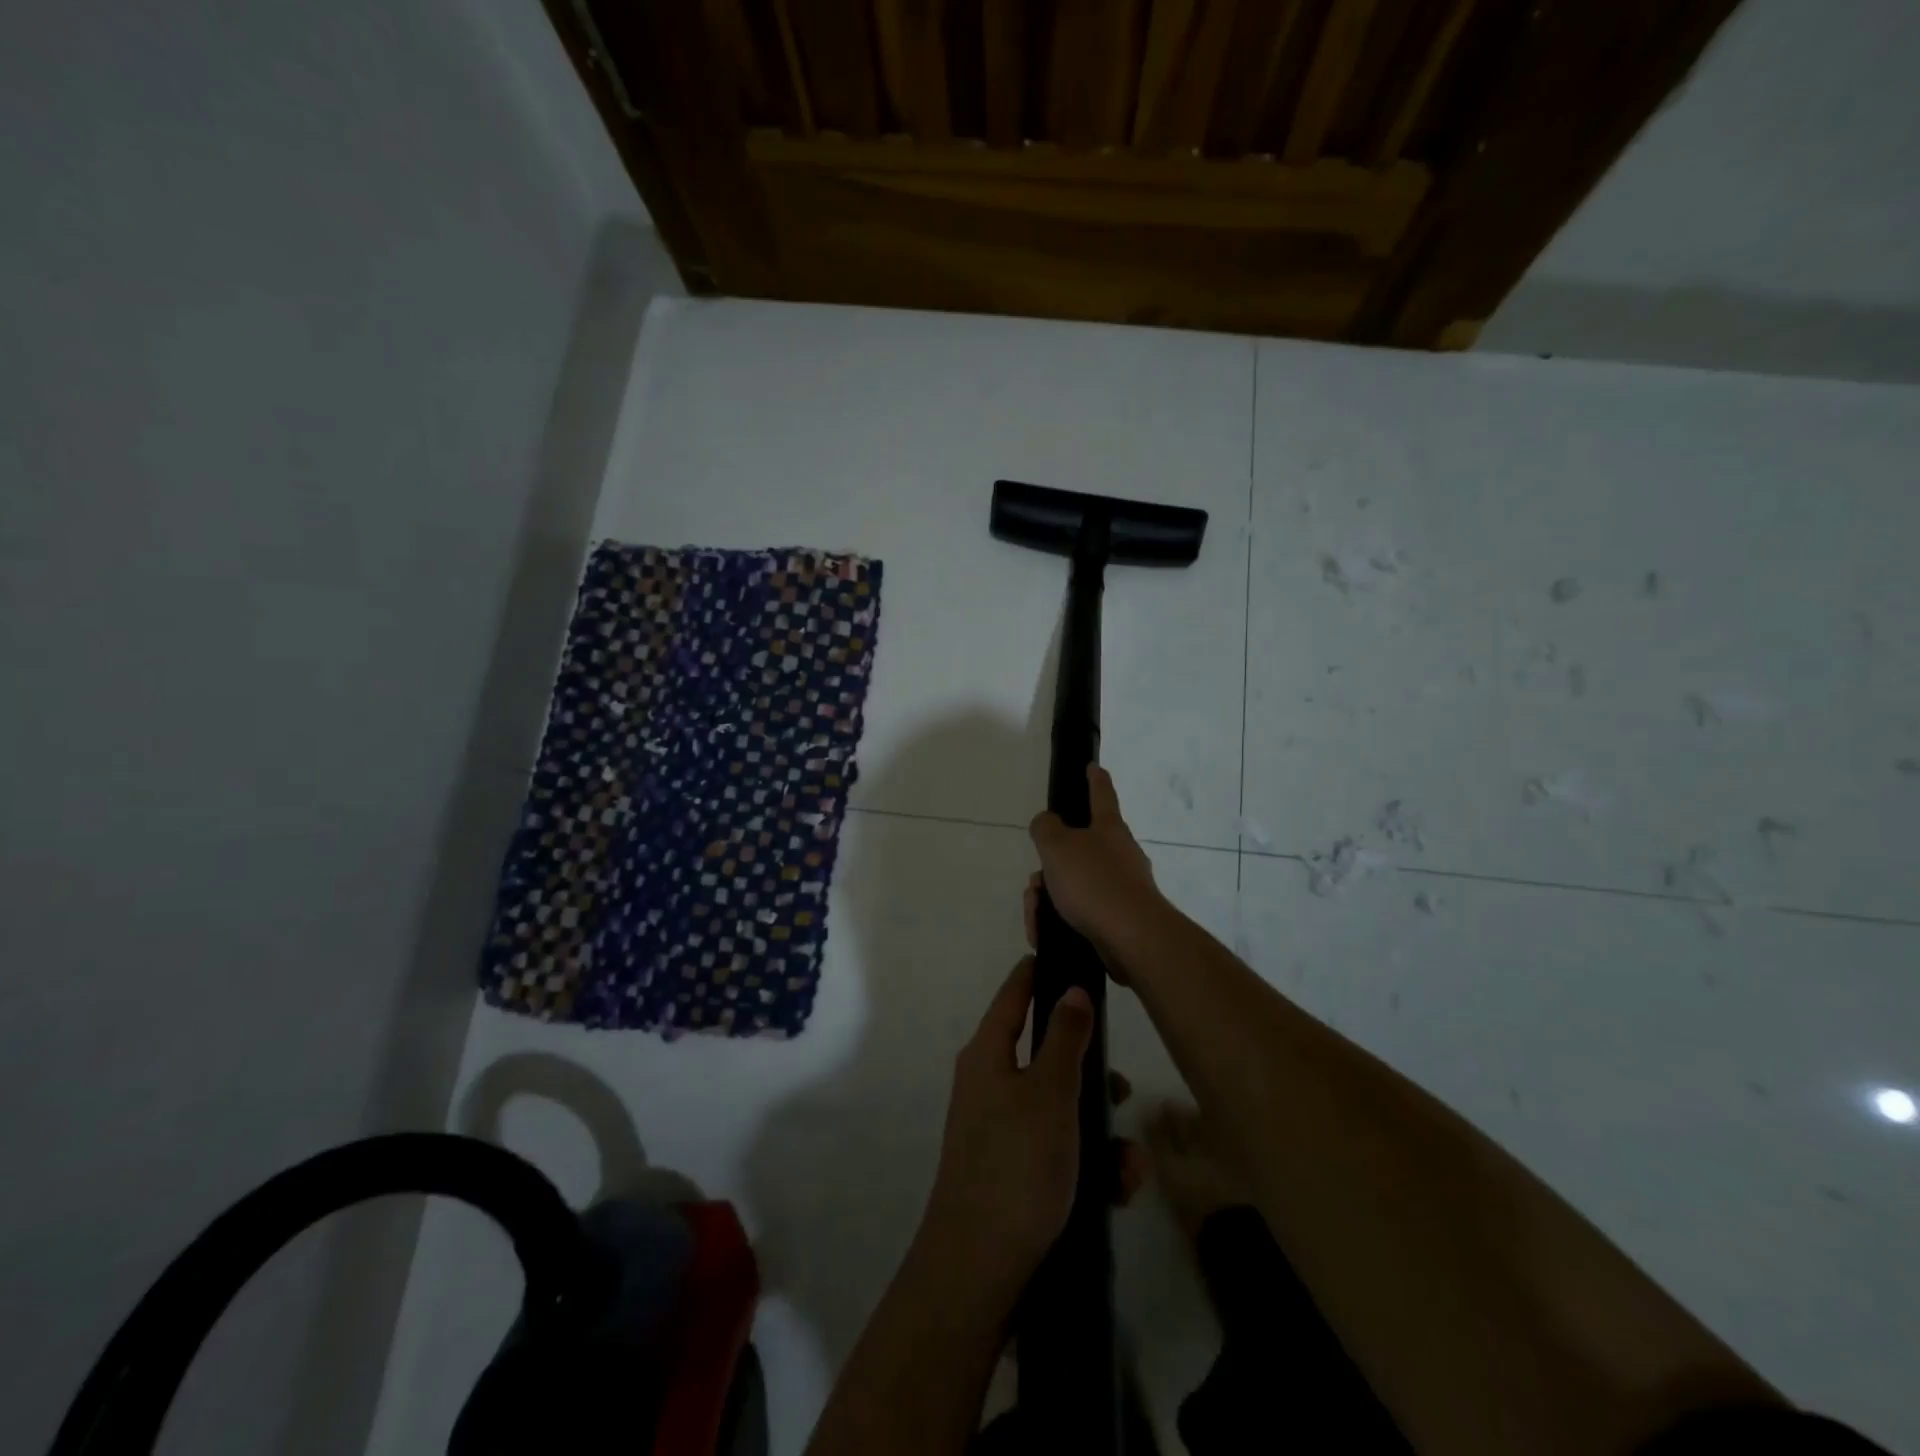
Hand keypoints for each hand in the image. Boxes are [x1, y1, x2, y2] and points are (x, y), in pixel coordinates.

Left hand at [920, 957, 1092, 1297]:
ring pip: (1059, 1108)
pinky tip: (1117, 1189)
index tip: (1069, 957)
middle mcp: (989, 1085)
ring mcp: (999, 1131)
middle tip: (1121, 1088)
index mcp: (988, 1055)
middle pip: (1045, 1056)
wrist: (979, 1272)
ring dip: (1098, 1130)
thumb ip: (1065, 1038)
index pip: (1013, 995)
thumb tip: (1070, 989)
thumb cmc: (1017, 1166)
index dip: (1038, 972)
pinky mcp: (1013, 1172)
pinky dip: (1087, 1163)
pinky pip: (1057, 1150)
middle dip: (1089, 1073)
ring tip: (1130, 1164)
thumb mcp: (1050, 1093)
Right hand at [1027, 765, 1163, 969]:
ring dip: (1049, 897)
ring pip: (1074, 884)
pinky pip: (1081, 912)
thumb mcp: (1058, 847)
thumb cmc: (1095, 883)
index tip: (1093, 766)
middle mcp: (1120, 853)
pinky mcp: (1118, 918)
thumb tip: (1047, 823)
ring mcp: (1122, 887)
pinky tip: (1045, 933)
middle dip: (1050, 866)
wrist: (1132, 938)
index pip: (1101, 794)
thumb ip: (1046, 828)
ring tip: (1037, 915)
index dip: (1094, 779)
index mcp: (1109, 828)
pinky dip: (1059, 920)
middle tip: (1035, 884)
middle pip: (1077, 849)